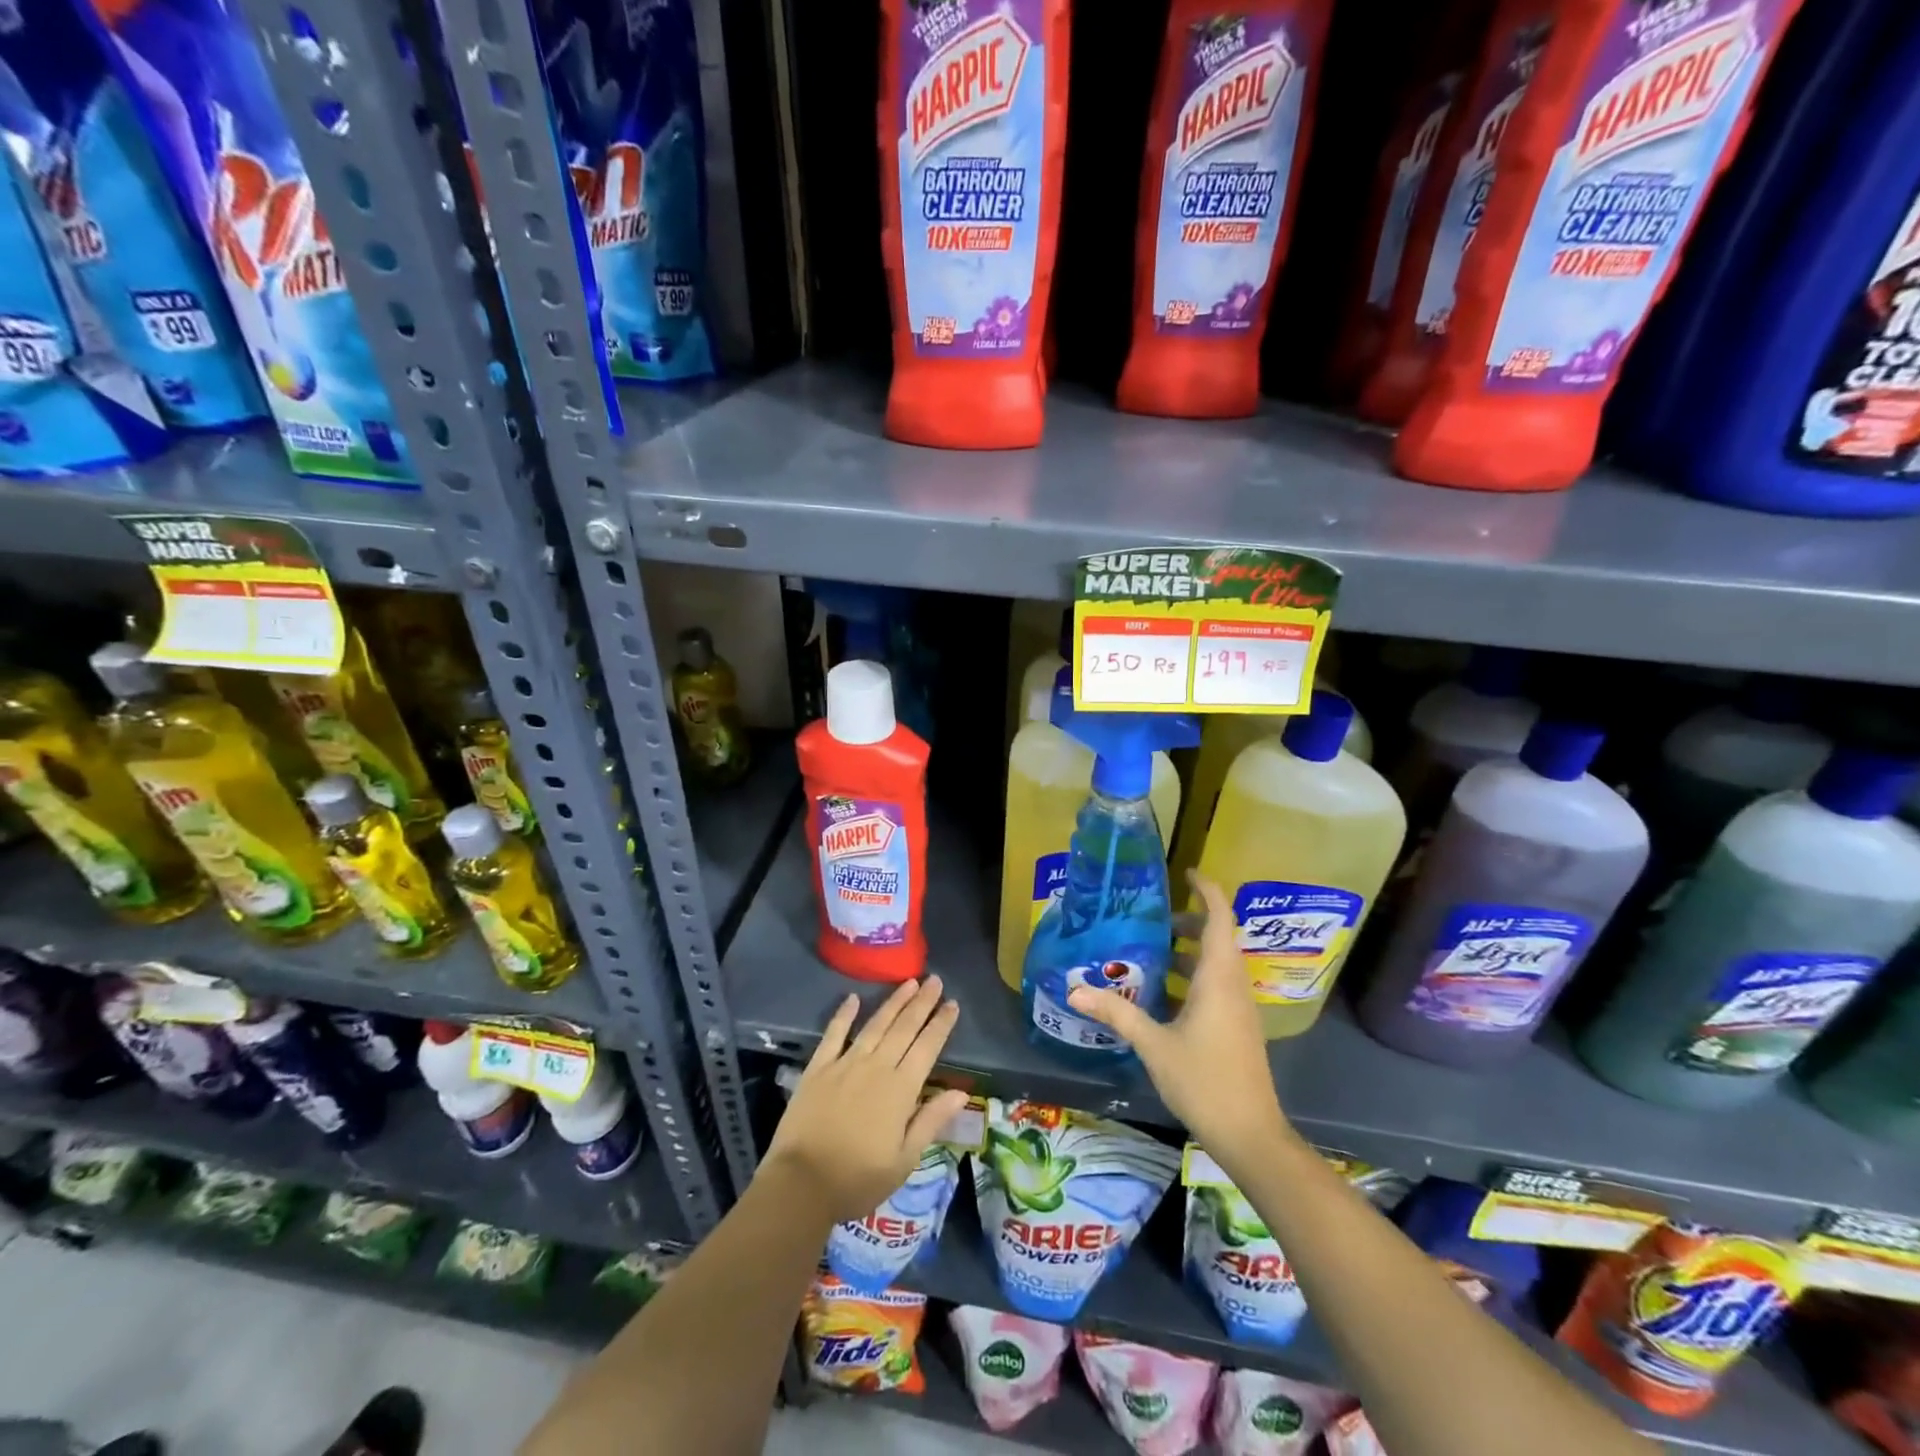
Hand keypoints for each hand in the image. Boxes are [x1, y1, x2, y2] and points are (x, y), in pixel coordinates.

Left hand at [763, 976, 969, 1223]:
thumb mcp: (904, 1160)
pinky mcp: (818, 1068)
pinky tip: (853, 998)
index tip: (952, 1003)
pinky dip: (844, 1014)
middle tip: (935, 980)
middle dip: (922, 1003)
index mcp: (900, 1090)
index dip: (941, 1024)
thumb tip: (961, 1092)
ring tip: (909, 982)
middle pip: (904, 1028)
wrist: (801, 1184)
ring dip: (893, 1002)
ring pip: (875, 1024)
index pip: (927, 1047)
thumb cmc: (858, 1179)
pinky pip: (834, 1034)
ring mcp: (845, 1064)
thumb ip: (931, 1121)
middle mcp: (876, 1067)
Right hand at [1067, 873, 1290, 1169]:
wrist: (1250, 1135)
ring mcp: (1238, 1008)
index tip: (1186, 873)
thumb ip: (1117, 1013)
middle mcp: (1233, 985)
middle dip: (1188, 922)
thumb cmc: (1205, 1081)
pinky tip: (1160, 994)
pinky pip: (1215, 986)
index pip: (1219, 918)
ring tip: (1147, 952)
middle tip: (1151, 918)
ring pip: (1215, 963)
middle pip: (1216, 938)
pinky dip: (1190, 977)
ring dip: (1187, 951)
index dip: (1207, 891)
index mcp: (1218, 978)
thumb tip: (1075, 989)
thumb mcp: (1154, 1045)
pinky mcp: (1236, 1027)